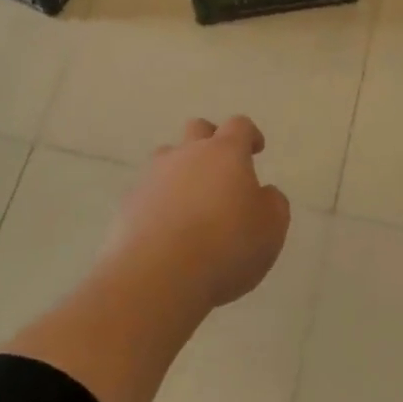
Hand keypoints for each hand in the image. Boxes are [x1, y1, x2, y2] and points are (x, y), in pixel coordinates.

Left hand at [113, 116, 290, 310]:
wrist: (158, 275)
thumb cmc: (226, 246)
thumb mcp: (271, 229)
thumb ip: (273, 203)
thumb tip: (263, 193)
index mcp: (225, 153)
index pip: (239, 126)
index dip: (249, 134)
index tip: (256, 149)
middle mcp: (187, 154)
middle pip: (197, 129)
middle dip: (211, 140)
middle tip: (221, 166)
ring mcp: (153, 176)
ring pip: (167, 156)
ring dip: (181, 168)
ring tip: (191, 198)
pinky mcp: (129, 202)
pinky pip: (148, 190)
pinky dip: (160, 200)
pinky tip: (167, 226)